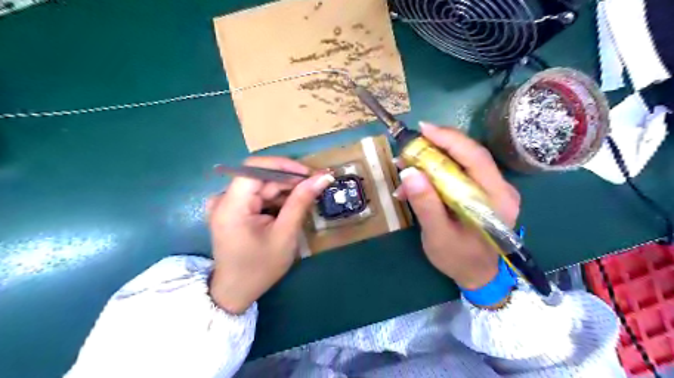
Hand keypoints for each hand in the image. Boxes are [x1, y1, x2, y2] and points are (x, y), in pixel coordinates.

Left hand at [205, 157, 331, 312]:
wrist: (236, 291)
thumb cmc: (260, 267)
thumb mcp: (285, 234)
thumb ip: (301, 202)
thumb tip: (323, 177)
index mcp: (231, 205)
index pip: (256, 168)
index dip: (284, 165)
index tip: (310, 174)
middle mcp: (224, 199)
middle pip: (260, 177)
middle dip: (289, 180)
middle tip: (315, 186)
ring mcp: (226, 204)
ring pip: (261, 185)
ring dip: (284, 190)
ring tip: (306, 199)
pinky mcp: (231, 209)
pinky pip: (257, 195)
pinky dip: (275, 199)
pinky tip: (290, 208)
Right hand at [399, 123, 519, 287]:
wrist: (477, 275)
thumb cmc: (459, 259)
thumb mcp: (438, 235)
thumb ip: (426, 205)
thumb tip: (409, 172)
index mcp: (496, 199)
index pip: (475, 157)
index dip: (450, 139)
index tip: (423, 130)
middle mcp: (500, 188)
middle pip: (469, 155)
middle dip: (437, 146)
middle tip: (408, 146)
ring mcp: (492, 189)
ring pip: (462, 162)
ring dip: (433, 159)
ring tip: (406, 165)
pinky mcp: (481, 192)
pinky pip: (458, 173)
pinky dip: (436, 172)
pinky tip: (417, 181)